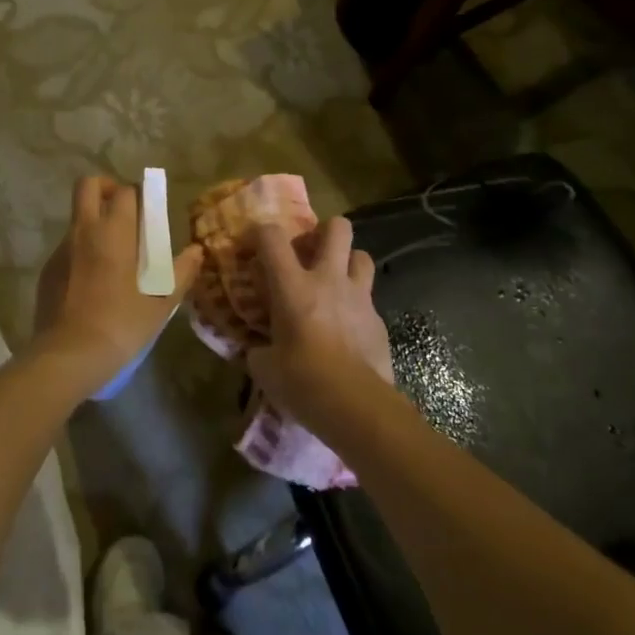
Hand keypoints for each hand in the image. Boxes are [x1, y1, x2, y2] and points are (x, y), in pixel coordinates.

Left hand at [32, 176, 202, 395]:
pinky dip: (81, 252)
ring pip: (76, 219)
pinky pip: (67, 248)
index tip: (149, 209)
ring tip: (113, 256)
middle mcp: (83, 231)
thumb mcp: (160, 303)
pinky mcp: (47, 271)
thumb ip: (181, 272)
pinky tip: (93, 282)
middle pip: (87, 186)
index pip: (125, 192)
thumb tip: (197, 251)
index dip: (139, 194)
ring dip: (94, 223)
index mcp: (113, 232)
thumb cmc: (120, 324)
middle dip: (106, 188)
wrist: (68, 356)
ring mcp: (60, 250)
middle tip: (124, 212)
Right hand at [245, 216, 395, 431]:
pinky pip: (369, 300)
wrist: (355, 405)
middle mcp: (328, 280)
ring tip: (336, 283)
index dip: (261, 232)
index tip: (255, 244)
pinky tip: (349, 328)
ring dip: (348, 263)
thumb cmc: (301, 381)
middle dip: (324, 230)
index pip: (272, 237)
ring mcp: (359, 298)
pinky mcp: (379, 321)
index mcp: (292, 286)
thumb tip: (257, 349)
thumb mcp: (264, 367)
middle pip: (337, 228)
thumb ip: (259, 349)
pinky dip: (358, 306)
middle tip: (311, 251)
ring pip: (362, 256)